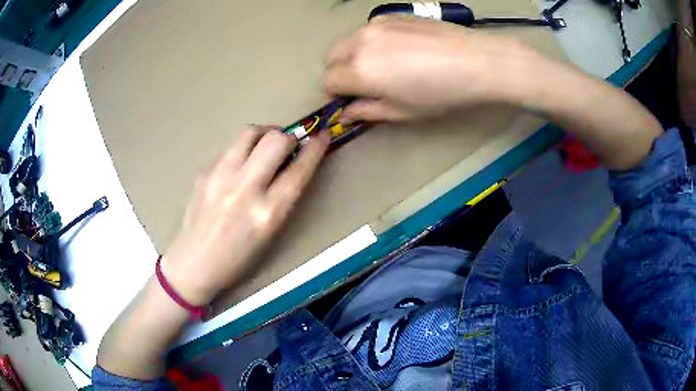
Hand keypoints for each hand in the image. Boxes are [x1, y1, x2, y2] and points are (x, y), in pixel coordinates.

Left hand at [160, 126, 329, 305]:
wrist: (194, 263)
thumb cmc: (237, 259)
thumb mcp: (269, 234)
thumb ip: (282, 197)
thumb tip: (292, 165)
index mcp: (267, 213)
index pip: (299, 170)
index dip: (315, 149)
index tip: (322, 136)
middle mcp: (245, 189)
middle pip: (276, 140)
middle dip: (289, 137)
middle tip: (289, 145)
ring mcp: (220, 176)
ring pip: (250, 133)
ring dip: (265, 133)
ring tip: (266, 144)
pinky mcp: (204, 171)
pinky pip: (230, 148)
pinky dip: (243, 149)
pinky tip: (240, 165)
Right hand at [324, 16, 538, 121]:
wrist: (475, 60)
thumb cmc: (441, 93)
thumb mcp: (402, 112)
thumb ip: (367, 111)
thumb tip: (346, 114)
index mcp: (359, 71)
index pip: (328, 81)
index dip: (338, 93)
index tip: (353, 98)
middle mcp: (360, 43)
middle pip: (331, 57)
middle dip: (340, 71)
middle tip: (364, 82)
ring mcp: (374, 24)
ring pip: (348, 41)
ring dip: (354, 54)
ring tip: (382, 63)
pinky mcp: (390, 14)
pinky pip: (367, 29)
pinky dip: (371, 40)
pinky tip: (397, 47)